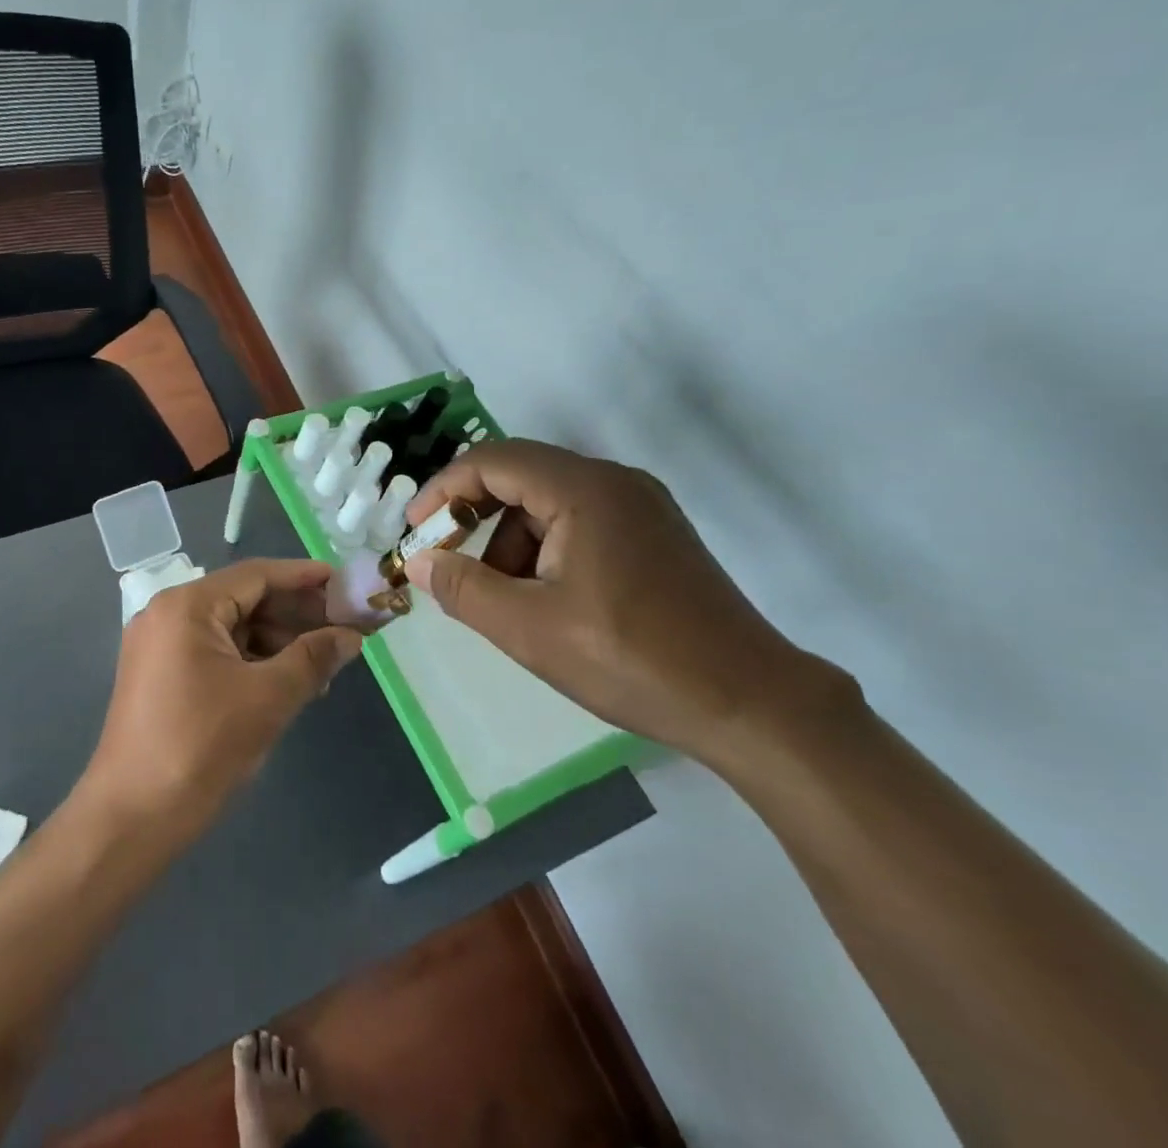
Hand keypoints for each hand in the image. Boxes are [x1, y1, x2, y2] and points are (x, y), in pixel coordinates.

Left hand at [79, 560, 363, 840]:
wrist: (131, 818)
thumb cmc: (201, 747)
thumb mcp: (268, 699)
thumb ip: (313, 659)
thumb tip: (352, 636)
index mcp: (186, 606)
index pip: (256, 575)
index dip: (304, 578)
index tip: (345, 583)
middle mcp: (167, 613)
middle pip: (243, 599)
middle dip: (294, 614)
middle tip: (344, 627)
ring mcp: (159, 645)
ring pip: (230, 628)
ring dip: (276, 641)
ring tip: (323, 663)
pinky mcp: (158, 675)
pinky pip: (214, 652)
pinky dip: (251, 661)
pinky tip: (285, 681)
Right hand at [403, 439, 857, 765]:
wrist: (753, 705)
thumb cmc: (632, 660)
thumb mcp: (529, 629)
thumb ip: (463, 589)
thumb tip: (418, 561)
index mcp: (584, 490)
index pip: (492, 462)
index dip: (442, 489)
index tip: (415, 530)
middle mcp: (614, 482)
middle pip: (520, 476)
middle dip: (473, 515)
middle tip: (447, 559)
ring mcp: (641, 507)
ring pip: (549, 501)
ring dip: (509, 538)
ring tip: (502, 598)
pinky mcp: (655, 535)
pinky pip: (580, 521)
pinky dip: (545, 548)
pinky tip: (545, 599)